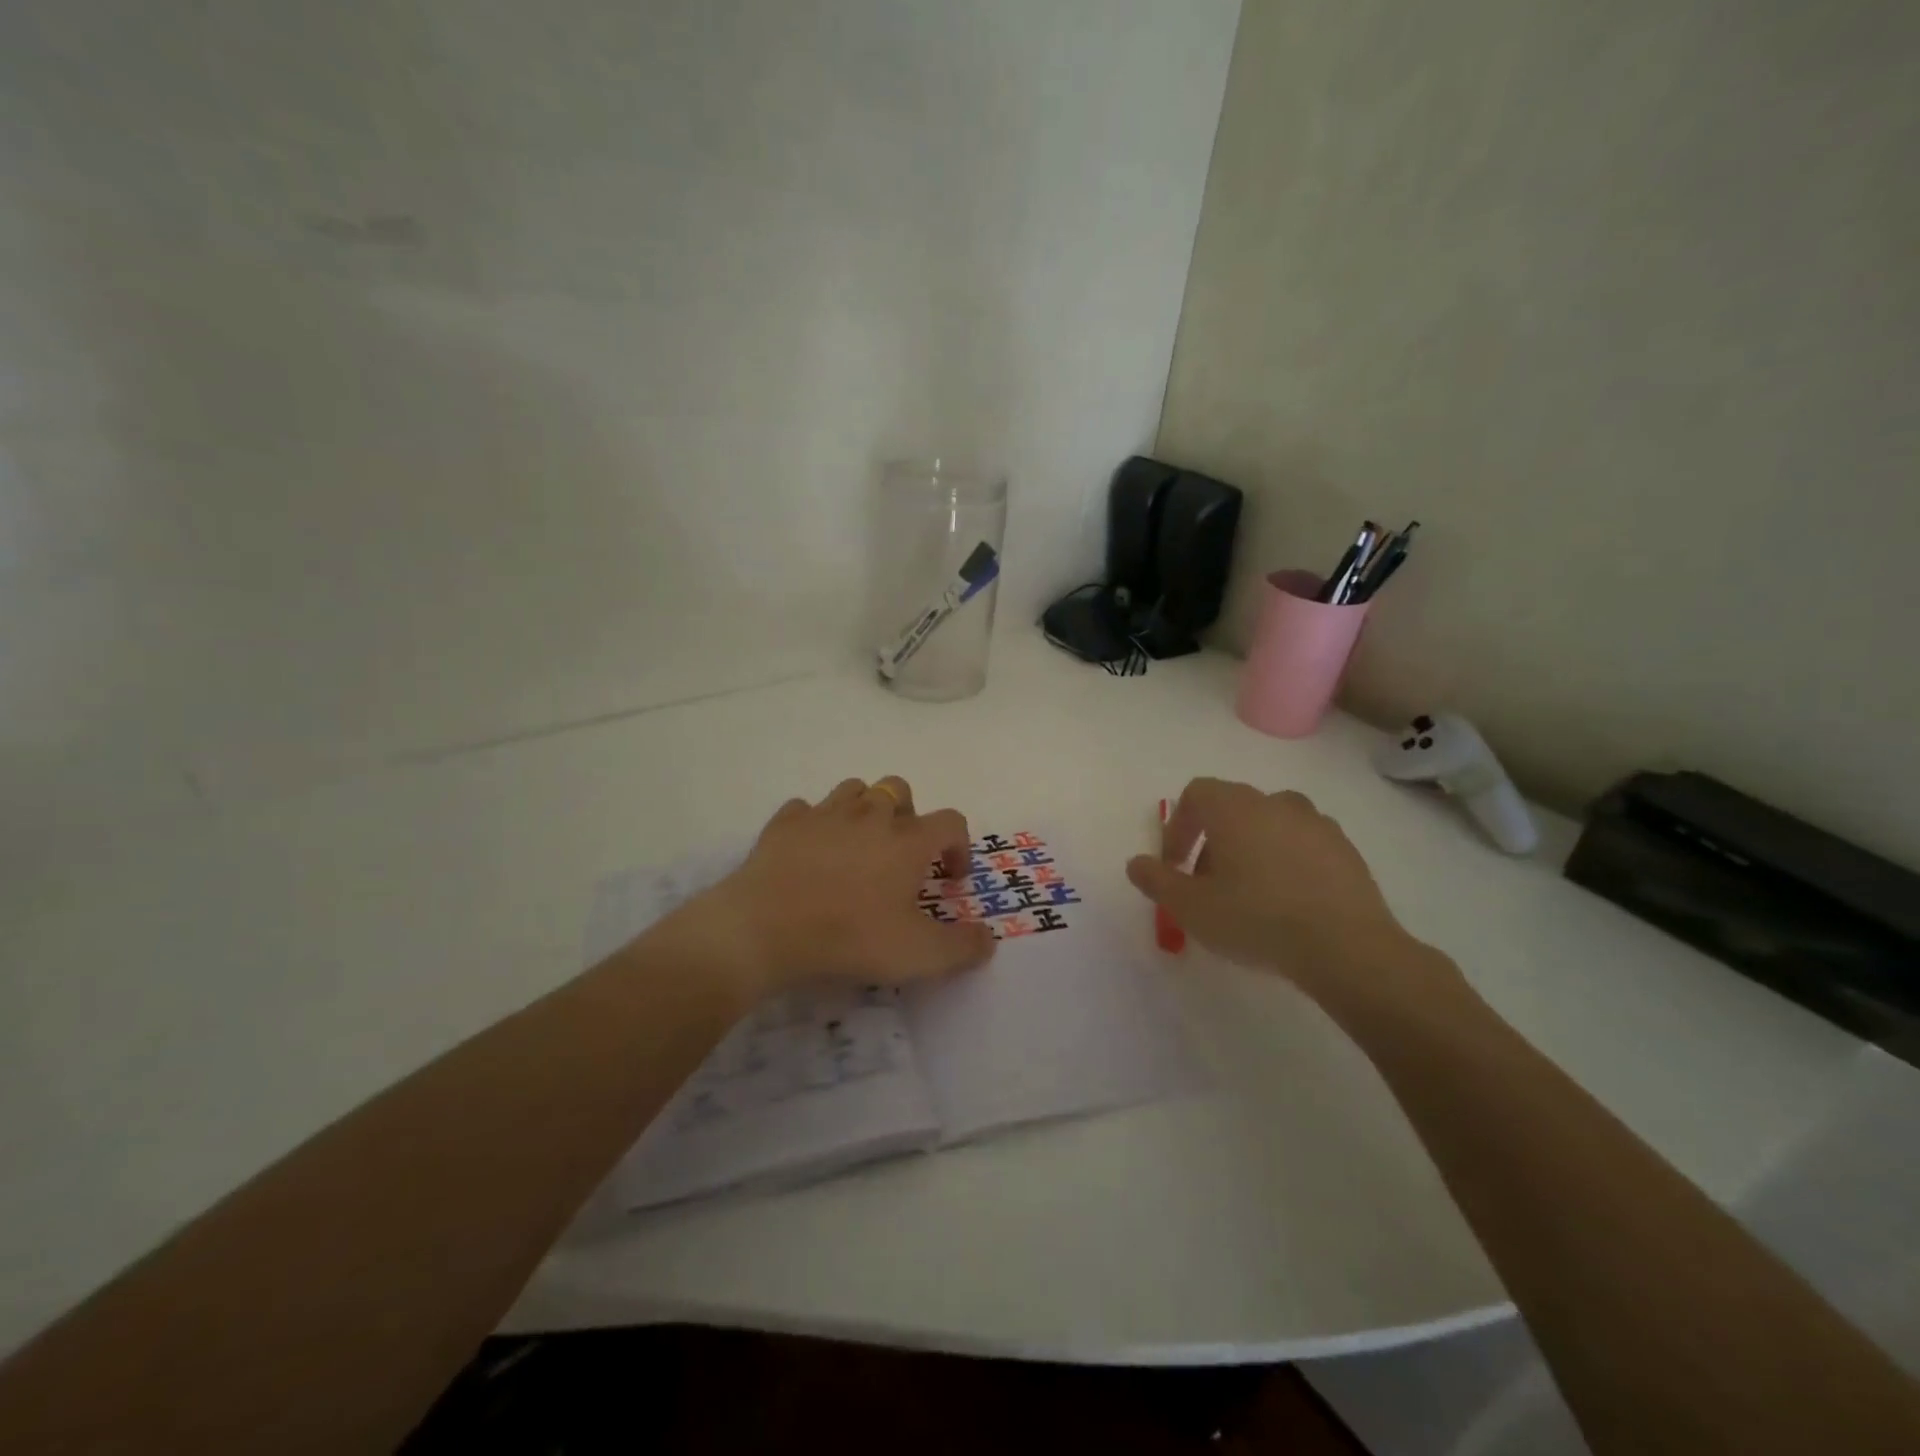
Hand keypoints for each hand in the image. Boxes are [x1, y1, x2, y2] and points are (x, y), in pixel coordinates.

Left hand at [656, 776, 995, 1002]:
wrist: (765, 928)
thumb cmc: (850, 936)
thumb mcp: (918, 955)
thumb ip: (962, 947)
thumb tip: (989, 938)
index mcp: (907, 840)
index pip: (950, 822)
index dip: (959, 846)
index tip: (950, 878)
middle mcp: (870, 815)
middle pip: (899, 790)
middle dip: (908, 816)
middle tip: (901, 855)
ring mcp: (824, 814)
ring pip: (854, 790)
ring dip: (864, 811)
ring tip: (858, 847)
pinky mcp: (785, 823)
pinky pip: (805, 809)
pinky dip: (815, 824)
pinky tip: (811, 851)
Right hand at [1125, 778, 1463, 1013]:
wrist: (1347, 948)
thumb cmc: (1256, 919)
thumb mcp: (1191, 907)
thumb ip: (1156, 880)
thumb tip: (1136, 863)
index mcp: (1235, 808)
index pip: (1196, 794)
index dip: (1178, 827)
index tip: (1176, 866)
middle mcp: (1275, 802)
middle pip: (1232, 808)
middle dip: (1212, 841)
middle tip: (1206, 885)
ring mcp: (1316, 823)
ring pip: (1269, 825)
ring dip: (1250, 849)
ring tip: (1248, 893)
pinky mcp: (1345, 849)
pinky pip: (1302, 844)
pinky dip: (1286, 861)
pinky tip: (1287, 902)